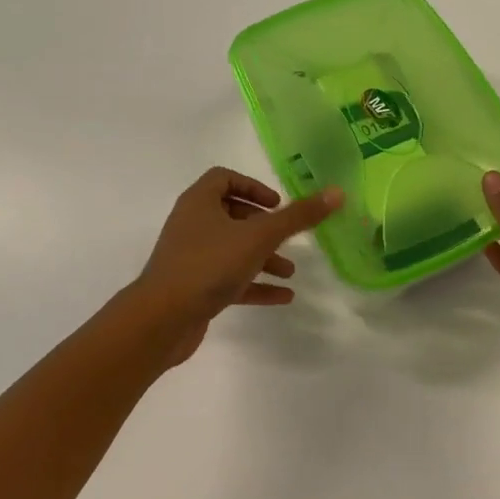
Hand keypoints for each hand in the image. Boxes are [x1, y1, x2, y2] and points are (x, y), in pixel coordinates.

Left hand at [129, 167, 342, 364]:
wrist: (161, 320)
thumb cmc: (209, 264)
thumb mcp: (259, 237)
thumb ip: (298, 217)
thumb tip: (337, 193)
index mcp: (199, 201)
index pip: (224, 178)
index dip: (253, 187)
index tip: (276, 205)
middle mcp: (192, 224)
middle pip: (231, 214)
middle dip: (264, 227)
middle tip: (287, 238)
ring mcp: (190, 257)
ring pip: (232, 249)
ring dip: (262, 258)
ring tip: (290, 272)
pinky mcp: (193, 288)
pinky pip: (229, 279)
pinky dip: (254, 285)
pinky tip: (283, 297)